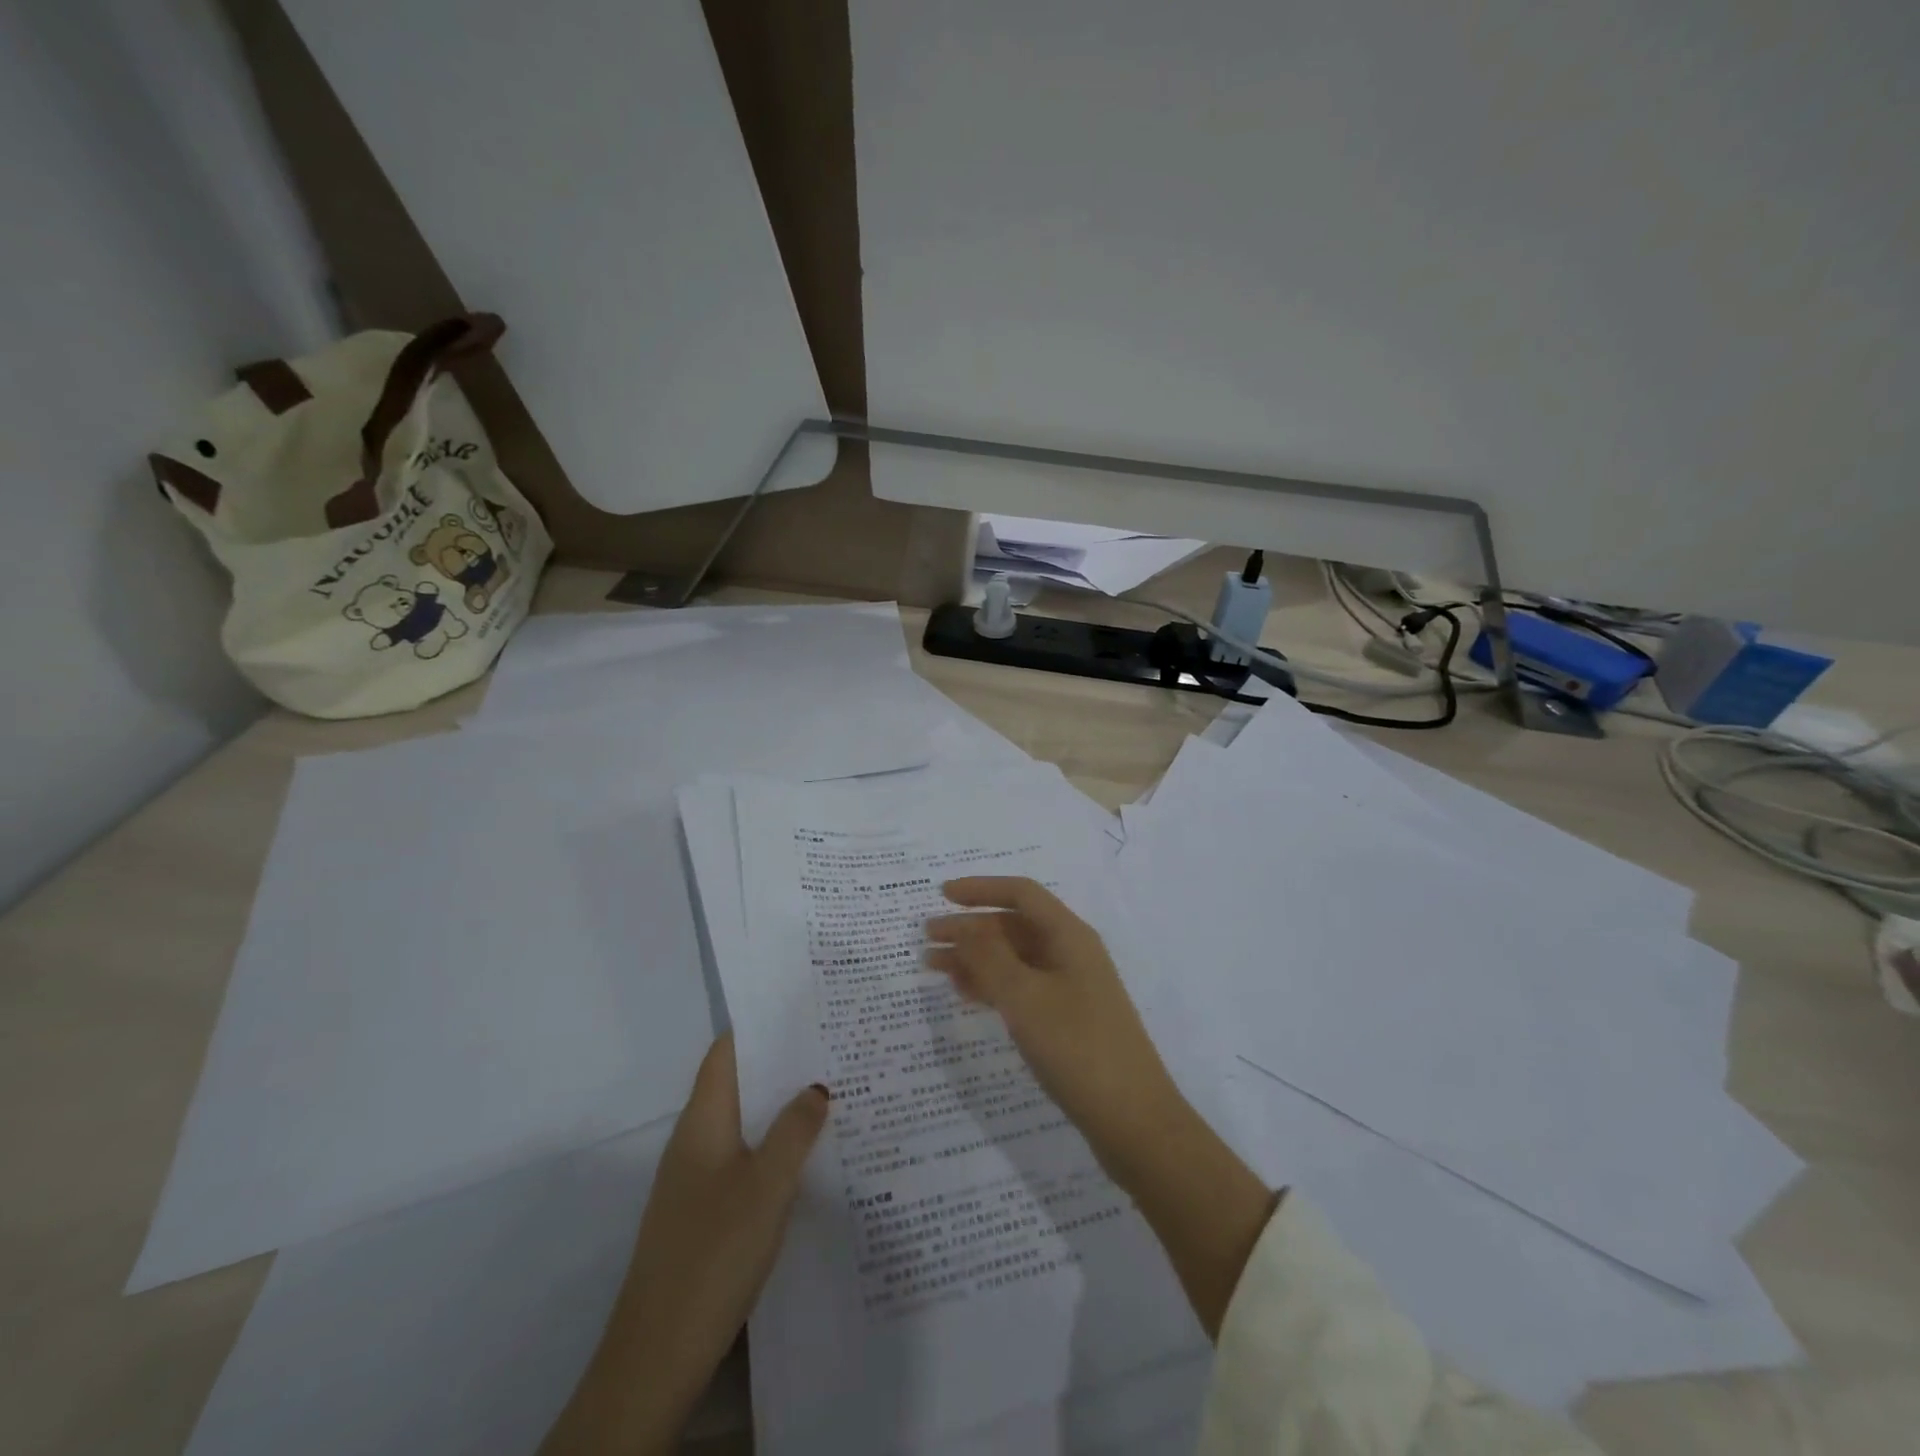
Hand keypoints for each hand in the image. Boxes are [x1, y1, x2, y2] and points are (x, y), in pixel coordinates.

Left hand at [541, 1036, 827, 1455]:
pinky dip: (772, 1146)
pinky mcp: (702, 1214)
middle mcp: (694, 1141)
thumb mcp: (767, 1185)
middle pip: (737, 1085)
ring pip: (742, 1124)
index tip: (802, 1009)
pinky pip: (742, 1159)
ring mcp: (695, 1180)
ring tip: (831, 1093)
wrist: (656, 1355)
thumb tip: (817, 1084)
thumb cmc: (713, 1252)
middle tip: (832, 1047)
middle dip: (780, 1065)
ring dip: (779, 1108)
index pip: (726, 1053)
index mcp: (702, 1122)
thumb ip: (794, 1130)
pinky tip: (806, 1159)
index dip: (759, 1027)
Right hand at [926, 877, 1276, 1337]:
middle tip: (927, 939)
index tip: (941, 895)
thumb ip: (989, 957)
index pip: (1021, 894)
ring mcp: (1071, 987)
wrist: (1133, 1121)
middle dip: (970, 928)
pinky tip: (965, 994)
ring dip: (976, 958)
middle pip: (1015, 926)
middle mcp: (1071, 953)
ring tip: (934, 967)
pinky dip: (992, 985)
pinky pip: (1022, 987)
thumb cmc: (1077, 1048)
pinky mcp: (1067, 1019)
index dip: (981, 889)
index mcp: (1069, 936)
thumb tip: (962, 924)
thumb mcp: (1025, 998)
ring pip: (1015, 958)